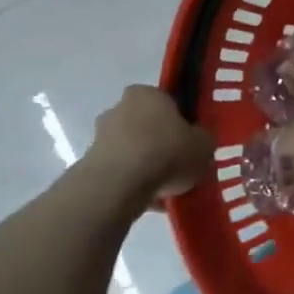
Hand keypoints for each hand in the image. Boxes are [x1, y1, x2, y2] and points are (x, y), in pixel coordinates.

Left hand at [84, 86, 213, 202]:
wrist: (118, 186)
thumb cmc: (166, 152)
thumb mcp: (204, 144)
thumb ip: (203, 139)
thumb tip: (199, 141)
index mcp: (147, 93)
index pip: (166, 101)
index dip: (180, 120)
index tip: (190, 139)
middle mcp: (119, 108)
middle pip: (146, 125)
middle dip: (160, 142)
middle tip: (180, 163)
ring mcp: (100, 137)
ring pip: (132, 150)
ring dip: (146, 165)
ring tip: (167, 188)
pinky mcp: (89, 166)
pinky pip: (121, 173)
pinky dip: (133, 184)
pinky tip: (151, 200)